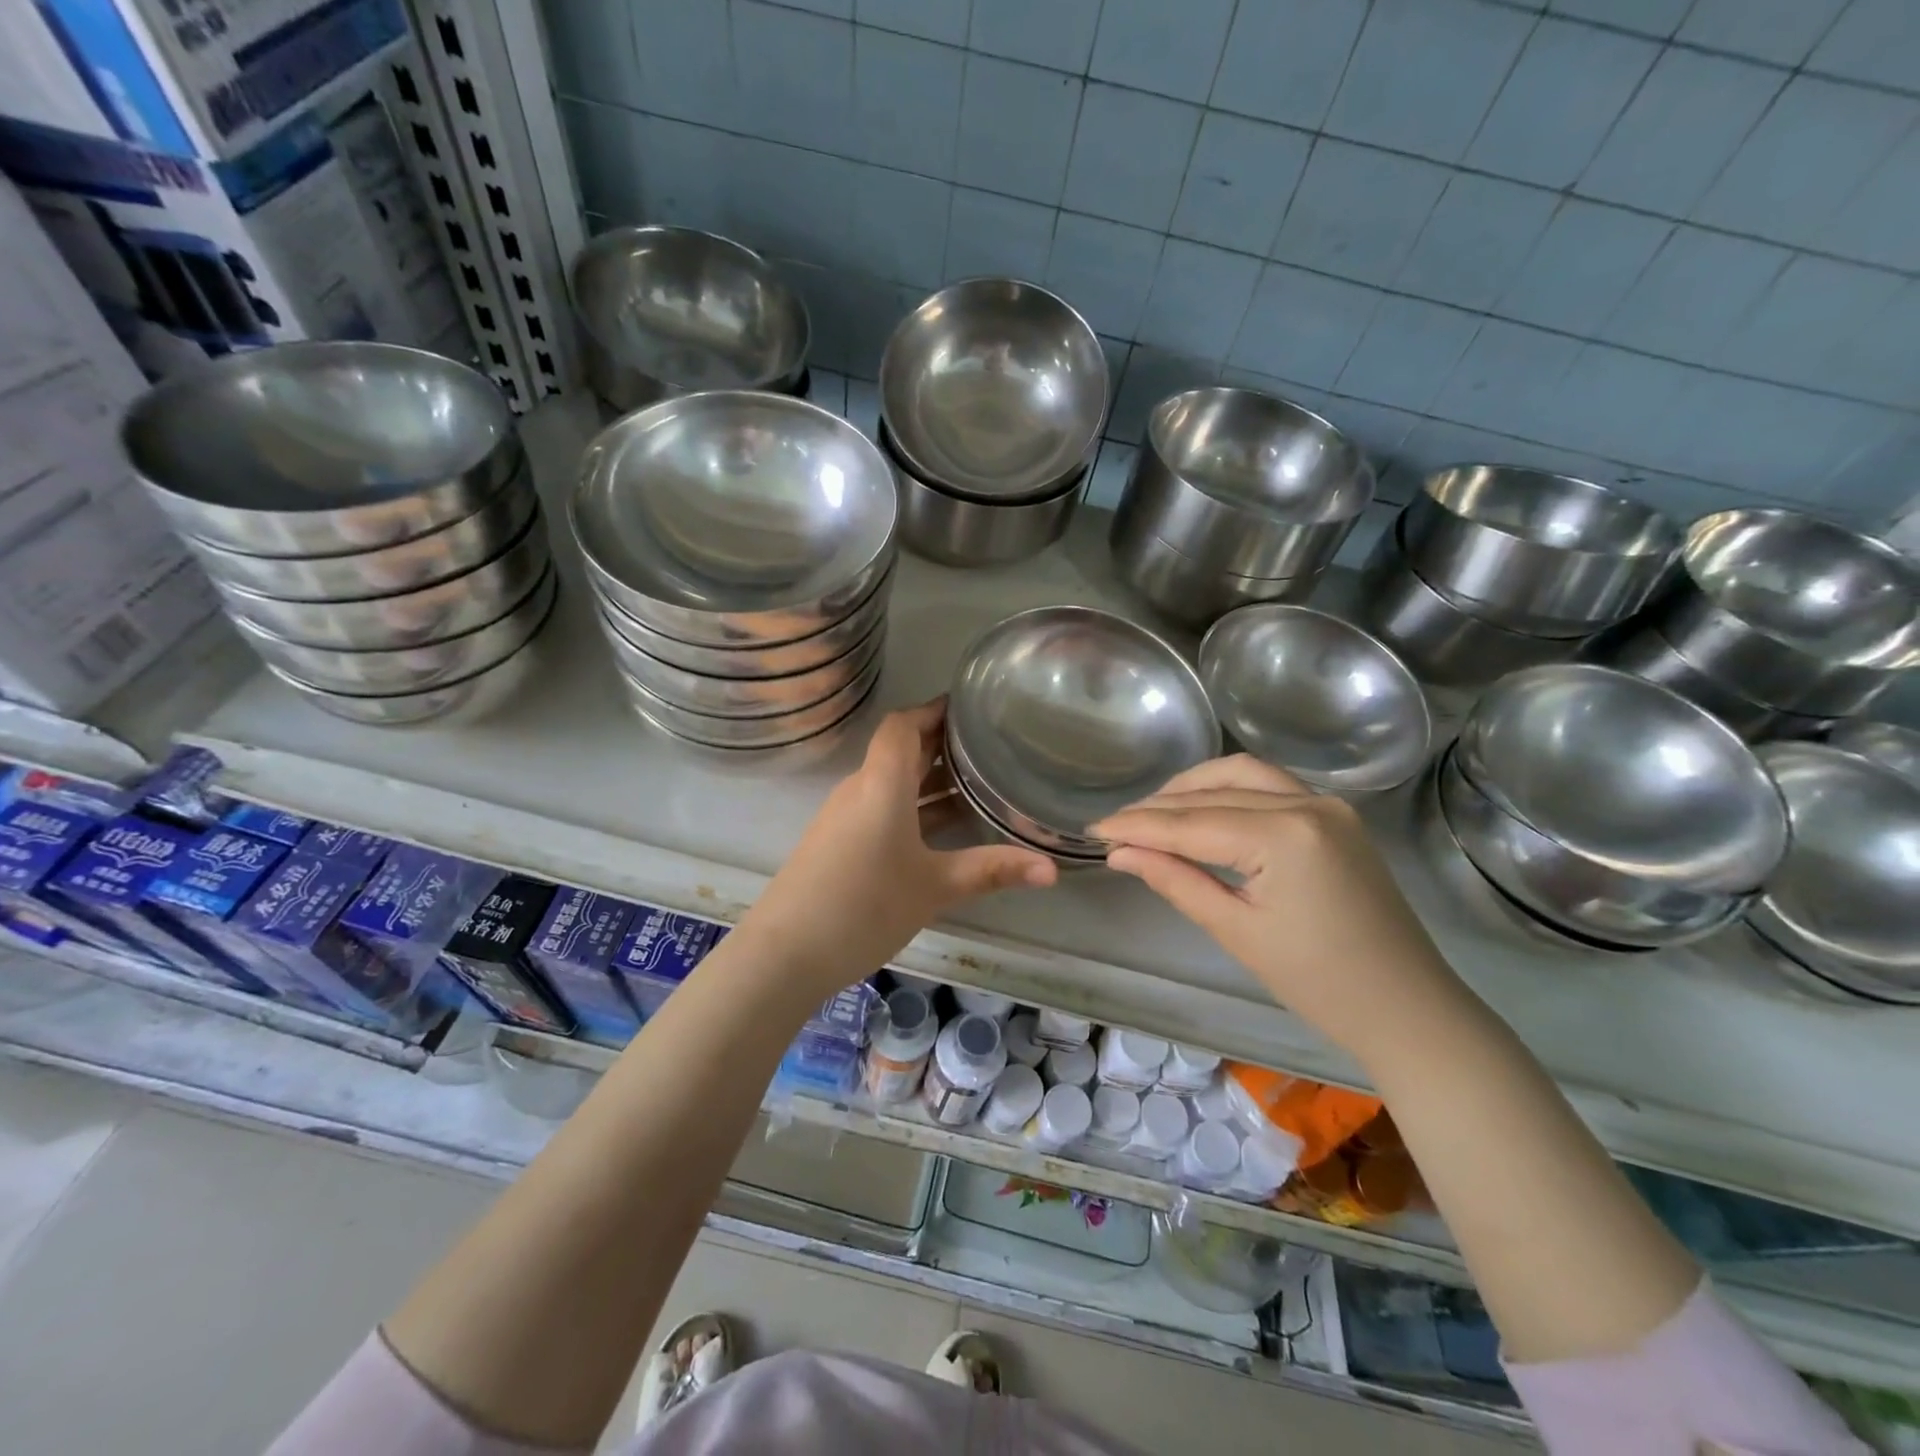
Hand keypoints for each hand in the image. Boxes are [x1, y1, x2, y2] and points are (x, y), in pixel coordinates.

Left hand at [735, 701, 1056, 996]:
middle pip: (900, 751)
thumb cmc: (865, 906)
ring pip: (892, 783)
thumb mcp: (935, 887)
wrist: (784, 953)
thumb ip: (992, 870)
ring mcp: (844, 817)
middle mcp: (860, 789)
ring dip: (929, 779)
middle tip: (989, 745)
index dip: (934, 711)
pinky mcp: (837, 842)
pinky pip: (880, 808)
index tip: (971, 709)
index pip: (903, 725)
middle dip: (941, 745)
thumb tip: (1053, 869)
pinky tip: (941, 830)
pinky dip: (912, 806)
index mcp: (881, 784)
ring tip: (977, 783)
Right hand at [1093, 756, 1462, 1065]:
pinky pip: (1269, 785)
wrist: (1407, 1008)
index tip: (1094, 830)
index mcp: (1284, 835)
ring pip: (1241, 774)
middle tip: (1115, 826)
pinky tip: (1201, 809)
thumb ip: (1175, 880)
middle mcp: (1307, 803)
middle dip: (1158, 807)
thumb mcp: (1236, 931)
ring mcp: (1327, 804)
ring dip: (1192, 788)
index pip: (1191, 823)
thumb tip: (1120, 853)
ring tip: (1152, 812)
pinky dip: (1227, 791)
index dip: (1137, 826)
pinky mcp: (1335, 815)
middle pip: (1213, 791)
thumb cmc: (1318, 982)